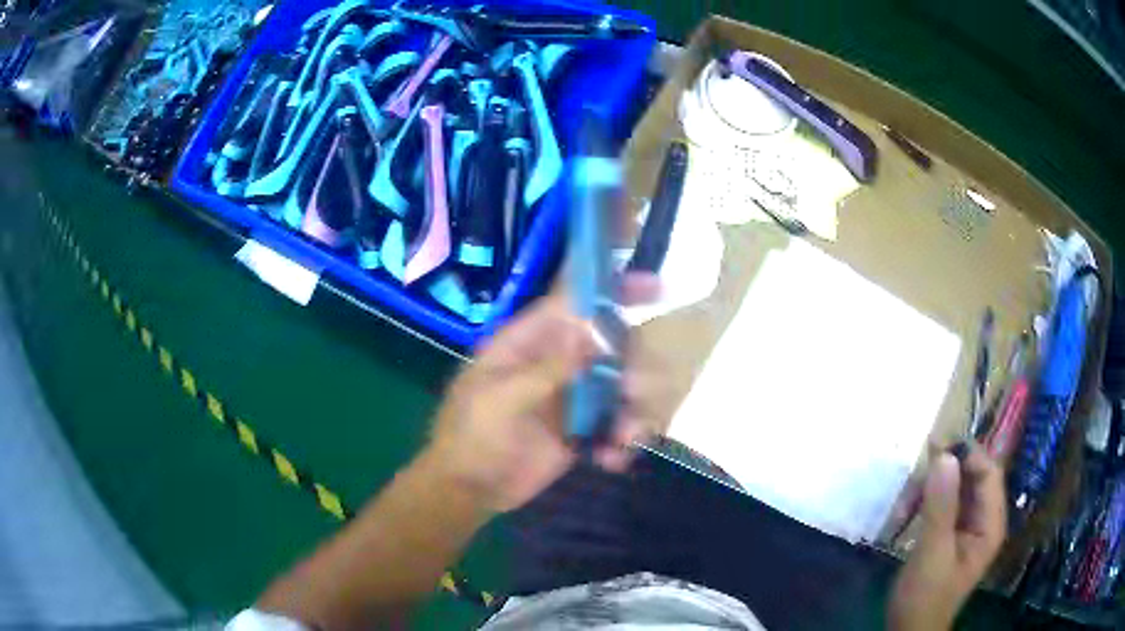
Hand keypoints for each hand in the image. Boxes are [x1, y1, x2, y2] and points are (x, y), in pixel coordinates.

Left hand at [425, 273, 660, 513]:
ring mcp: (571, 398)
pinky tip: (610, 459)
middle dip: (633, 364)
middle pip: (610, 346)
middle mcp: (556, 363)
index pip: (573, 304)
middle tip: (634, 390)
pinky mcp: (581, 431)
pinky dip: (620, 443)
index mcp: (529, 343)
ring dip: (632, 411)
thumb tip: (593, 337)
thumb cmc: (471, 435)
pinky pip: (615, 427)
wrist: (468, 490)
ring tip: (625, 437)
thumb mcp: (500, 398)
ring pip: (620, 388)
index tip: (656, 288)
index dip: (612, 290)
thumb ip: (547, 370)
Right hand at [888, 445, 1006, 630]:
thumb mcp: (932, 553)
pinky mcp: (950, 533)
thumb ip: (940, 506)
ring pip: (955, 488)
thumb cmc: (925, 596)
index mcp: (991, 523)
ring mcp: (967, 526)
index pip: (989, 473)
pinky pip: (943, 504)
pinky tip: (907, 512)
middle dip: (944, 474)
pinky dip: (925, 502)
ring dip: (930, 490)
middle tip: (914, 479)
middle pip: (972, 477)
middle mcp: (984, 519)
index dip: (968, 456)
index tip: (936, 449)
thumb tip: (944, 454)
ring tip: (905, 505)